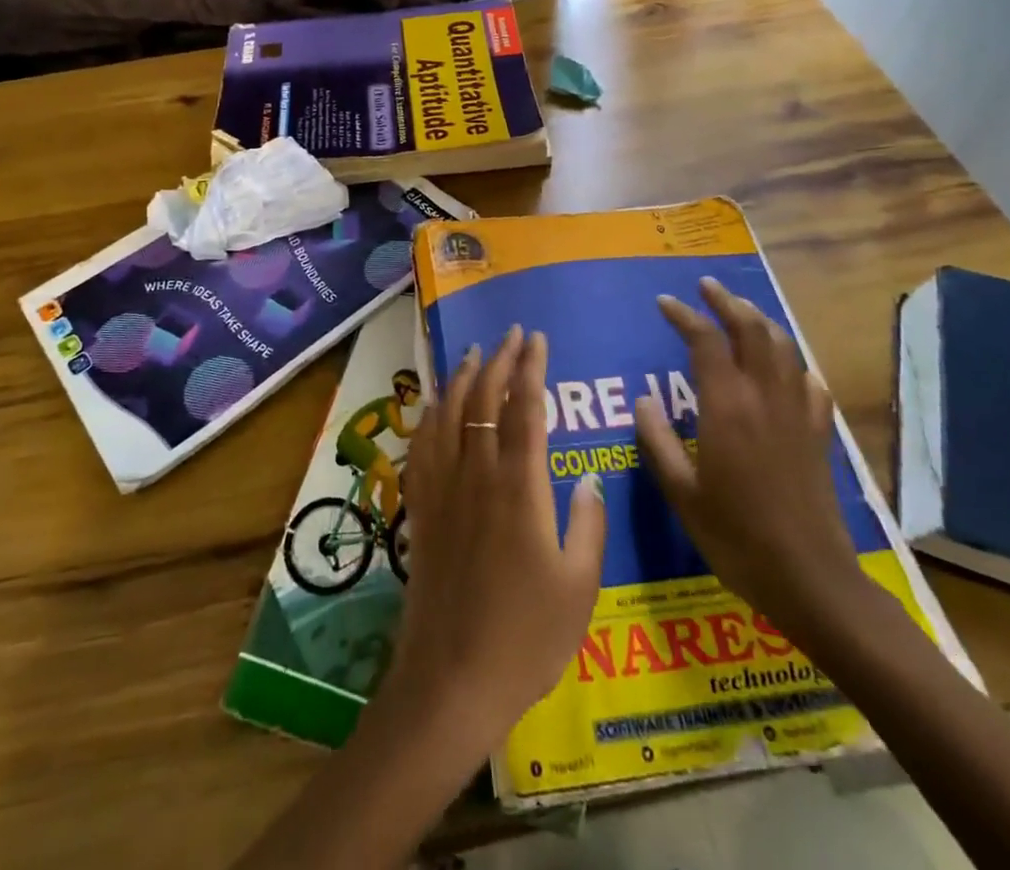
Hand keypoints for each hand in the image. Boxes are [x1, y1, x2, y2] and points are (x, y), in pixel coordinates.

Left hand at [382, 326, 605, 766]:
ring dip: (462, 376)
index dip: (531, 368)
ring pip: (449, 412)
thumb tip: (586, 476)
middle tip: (511, 334)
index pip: (525, 407)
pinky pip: (422, 444)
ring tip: (474, 352)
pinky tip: (435, 404)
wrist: (452, 676)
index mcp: (520, 486)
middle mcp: (477, 473)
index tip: (536, 339)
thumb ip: (587, 523)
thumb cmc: (527, 636)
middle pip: (484, 398)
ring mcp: (444, 487)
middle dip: (499, 359)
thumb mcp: (580, 586)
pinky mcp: (421, 506)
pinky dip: (431, 414)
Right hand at [633, 279, 862, 632]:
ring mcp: (797, 413)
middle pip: (752, 330)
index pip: (705, 341)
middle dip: (727, 302)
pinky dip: (792, 361)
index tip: (664, 302)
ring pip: (783, 347)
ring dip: (760, 321)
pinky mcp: (818, 434)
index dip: (684, 315)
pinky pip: (808, 381)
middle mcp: (764, 398)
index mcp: (727, 407)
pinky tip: (785, 367)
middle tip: (706, 287)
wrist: (811, 579)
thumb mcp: (682, 493)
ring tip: (741, 312)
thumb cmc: (736, 537)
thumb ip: (657, 441)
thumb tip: (643, 400)